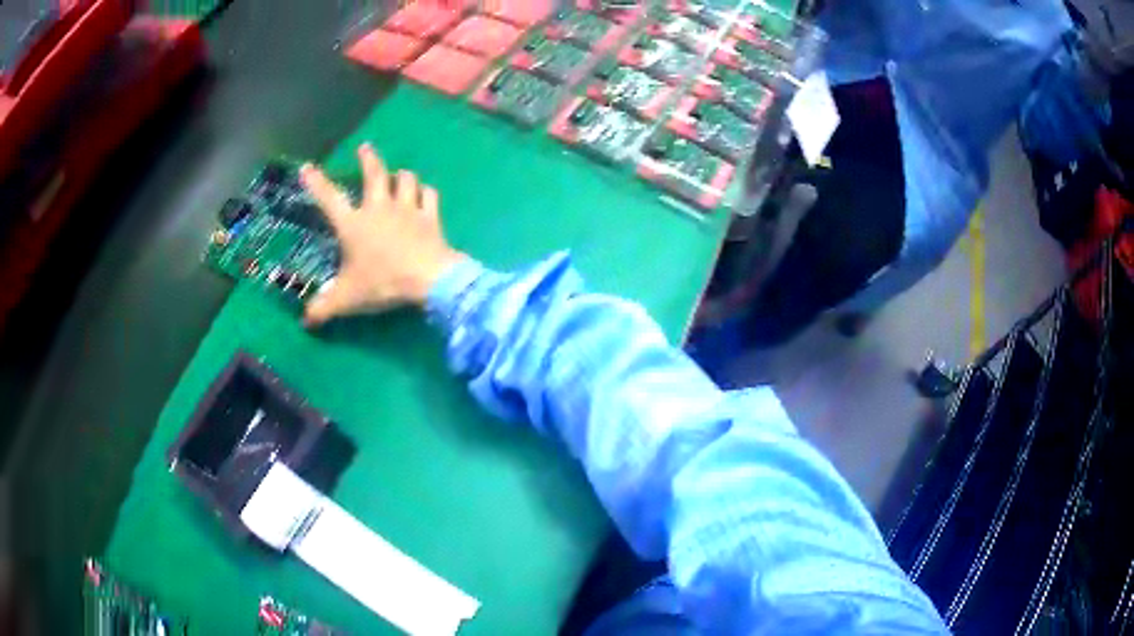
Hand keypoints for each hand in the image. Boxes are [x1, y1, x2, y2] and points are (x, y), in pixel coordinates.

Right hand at [299, 144, 465, 326]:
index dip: (317, 183)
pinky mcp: (431, 216)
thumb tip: (305, 321)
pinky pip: (429, 195)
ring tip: (398, 175)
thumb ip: (323, 308)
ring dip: (401, 175)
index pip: (329, 199)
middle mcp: (379, 209)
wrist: (428, 279)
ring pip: (405, 180)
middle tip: (366, 147)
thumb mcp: (347, 299)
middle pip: (374, 174)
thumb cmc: (382, 283)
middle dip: (368, 159)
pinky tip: (425, 194)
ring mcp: (407, 209)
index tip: (307, 167)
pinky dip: (426, 192)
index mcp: (354, 224)